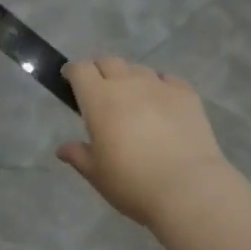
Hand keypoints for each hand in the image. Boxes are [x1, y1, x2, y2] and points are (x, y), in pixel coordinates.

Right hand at [57, 57, 237, 226]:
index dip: (73, 71)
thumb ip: (78, 155)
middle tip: (100, 91)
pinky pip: (167, 80)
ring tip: (133, 100)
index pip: (81, 69)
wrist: (187, 187)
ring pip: (139, 69)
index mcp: (99, 99)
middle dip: (100, 70)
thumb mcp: (97, 174)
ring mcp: (160, 85)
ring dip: (130, 79)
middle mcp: (128, 83)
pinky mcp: (187, 94)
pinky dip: (159, 86)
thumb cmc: (132, 182)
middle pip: (109, 61)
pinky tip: (162, 104)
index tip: (70, 80)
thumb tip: (63, 149)